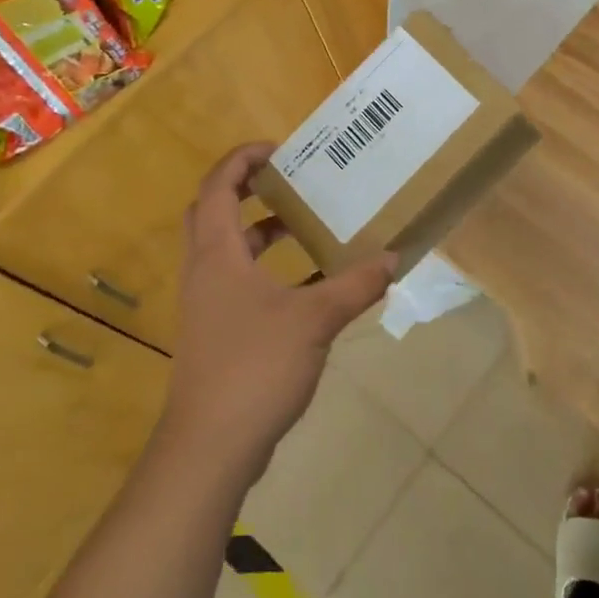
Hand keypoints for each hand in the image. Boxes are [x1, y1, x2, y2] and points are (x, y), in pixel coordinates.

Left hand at [162, 143, 396, 480]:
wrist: (211, 447)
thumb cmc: (255, 367)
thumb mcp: (315, 319)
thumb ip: (355, 285)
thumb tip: (393, 258)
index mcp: (217, 255)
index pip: (217, 188)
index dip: (242, 160)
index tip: (279, 149)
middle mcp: (205, 272)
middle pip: (212, 213)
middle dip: (247, 190)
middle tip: (288, 180)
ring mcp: (207, 306)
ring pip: (226, 250)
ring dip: (259, 231)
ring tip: (303, 224)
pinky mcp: (216, 333)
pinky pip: (238, 282)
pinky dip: (267, 270)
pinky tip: (308, 284)